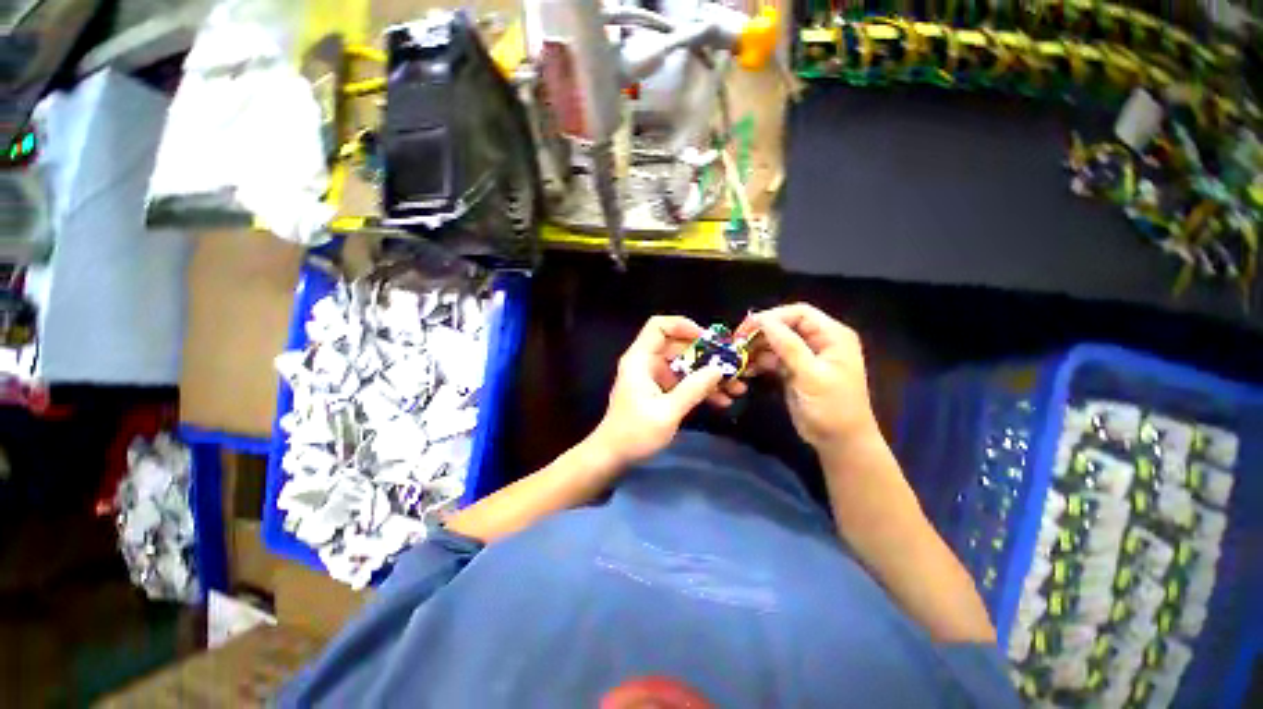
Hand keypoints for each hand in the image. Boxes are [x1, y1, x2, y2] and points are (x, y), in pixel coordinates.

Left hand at [590, 316, 729, 465]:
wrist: (613, 456)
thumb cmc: (635, 433)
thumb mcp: (667, 412)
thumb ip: (693, 389)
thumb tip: (719, 369)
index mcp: (640, 359)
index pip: (659, 326)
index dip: (683, 326)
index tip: (708, 339)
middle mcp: (646, 362)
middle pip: (678, 346)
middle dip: (707, 356)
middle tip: (732, 367)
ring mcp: (653, 377)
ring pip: (684, 365)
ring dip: (708, 374)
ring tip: (735, 388)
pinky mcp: (659, 391)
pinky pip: (683, 381)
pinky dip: (700, 388)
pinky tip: (721, 401)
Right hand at [738, 304, 877, 450]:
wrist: (839, 442)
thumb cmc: (832, 407)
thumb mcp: (811, 375)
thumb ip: (789, 346)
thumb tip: (764, 321)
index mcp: (832, 336)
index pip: (799, 313)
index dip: (772, 316)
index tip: (747, 327)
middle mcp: (818, 341)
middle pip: (784, 326)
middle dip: (761, 333)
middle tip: (737, 343)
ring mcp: (805, 357)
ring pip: (775, 343)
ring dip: (756, 349)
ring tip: (739, 359)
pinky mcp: (793, 371)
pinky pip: (773, 359)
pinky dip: (759, 363)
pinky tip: (746, 370)